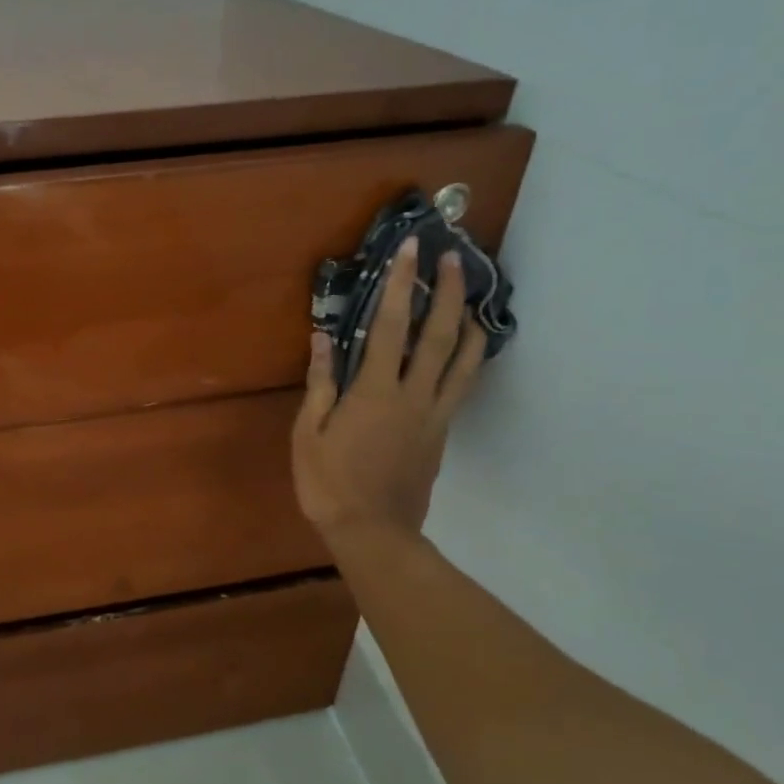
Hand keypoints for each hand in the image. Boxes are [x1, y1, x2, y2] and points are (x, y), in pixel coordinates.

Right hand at [292, 237, 486, 543]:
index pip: (389, 327)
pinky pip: (461, 388)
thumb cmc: (328, 482)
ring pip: (464, 363)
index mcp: (375, 392)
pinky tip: (464, 352)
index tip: (410, 251)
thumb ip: (320, 383)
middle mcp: (413, 396)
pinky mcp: (441, 435)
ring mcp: (434, 416)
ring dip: (471, 324)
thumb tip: (323, 338)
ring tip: (475, 299)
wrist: (373, 532)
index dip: (400, 286)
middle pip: (439, 336)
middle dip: (449, 293)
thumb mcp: (308, 433)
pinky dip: (468, 361)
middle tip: (456, 259)